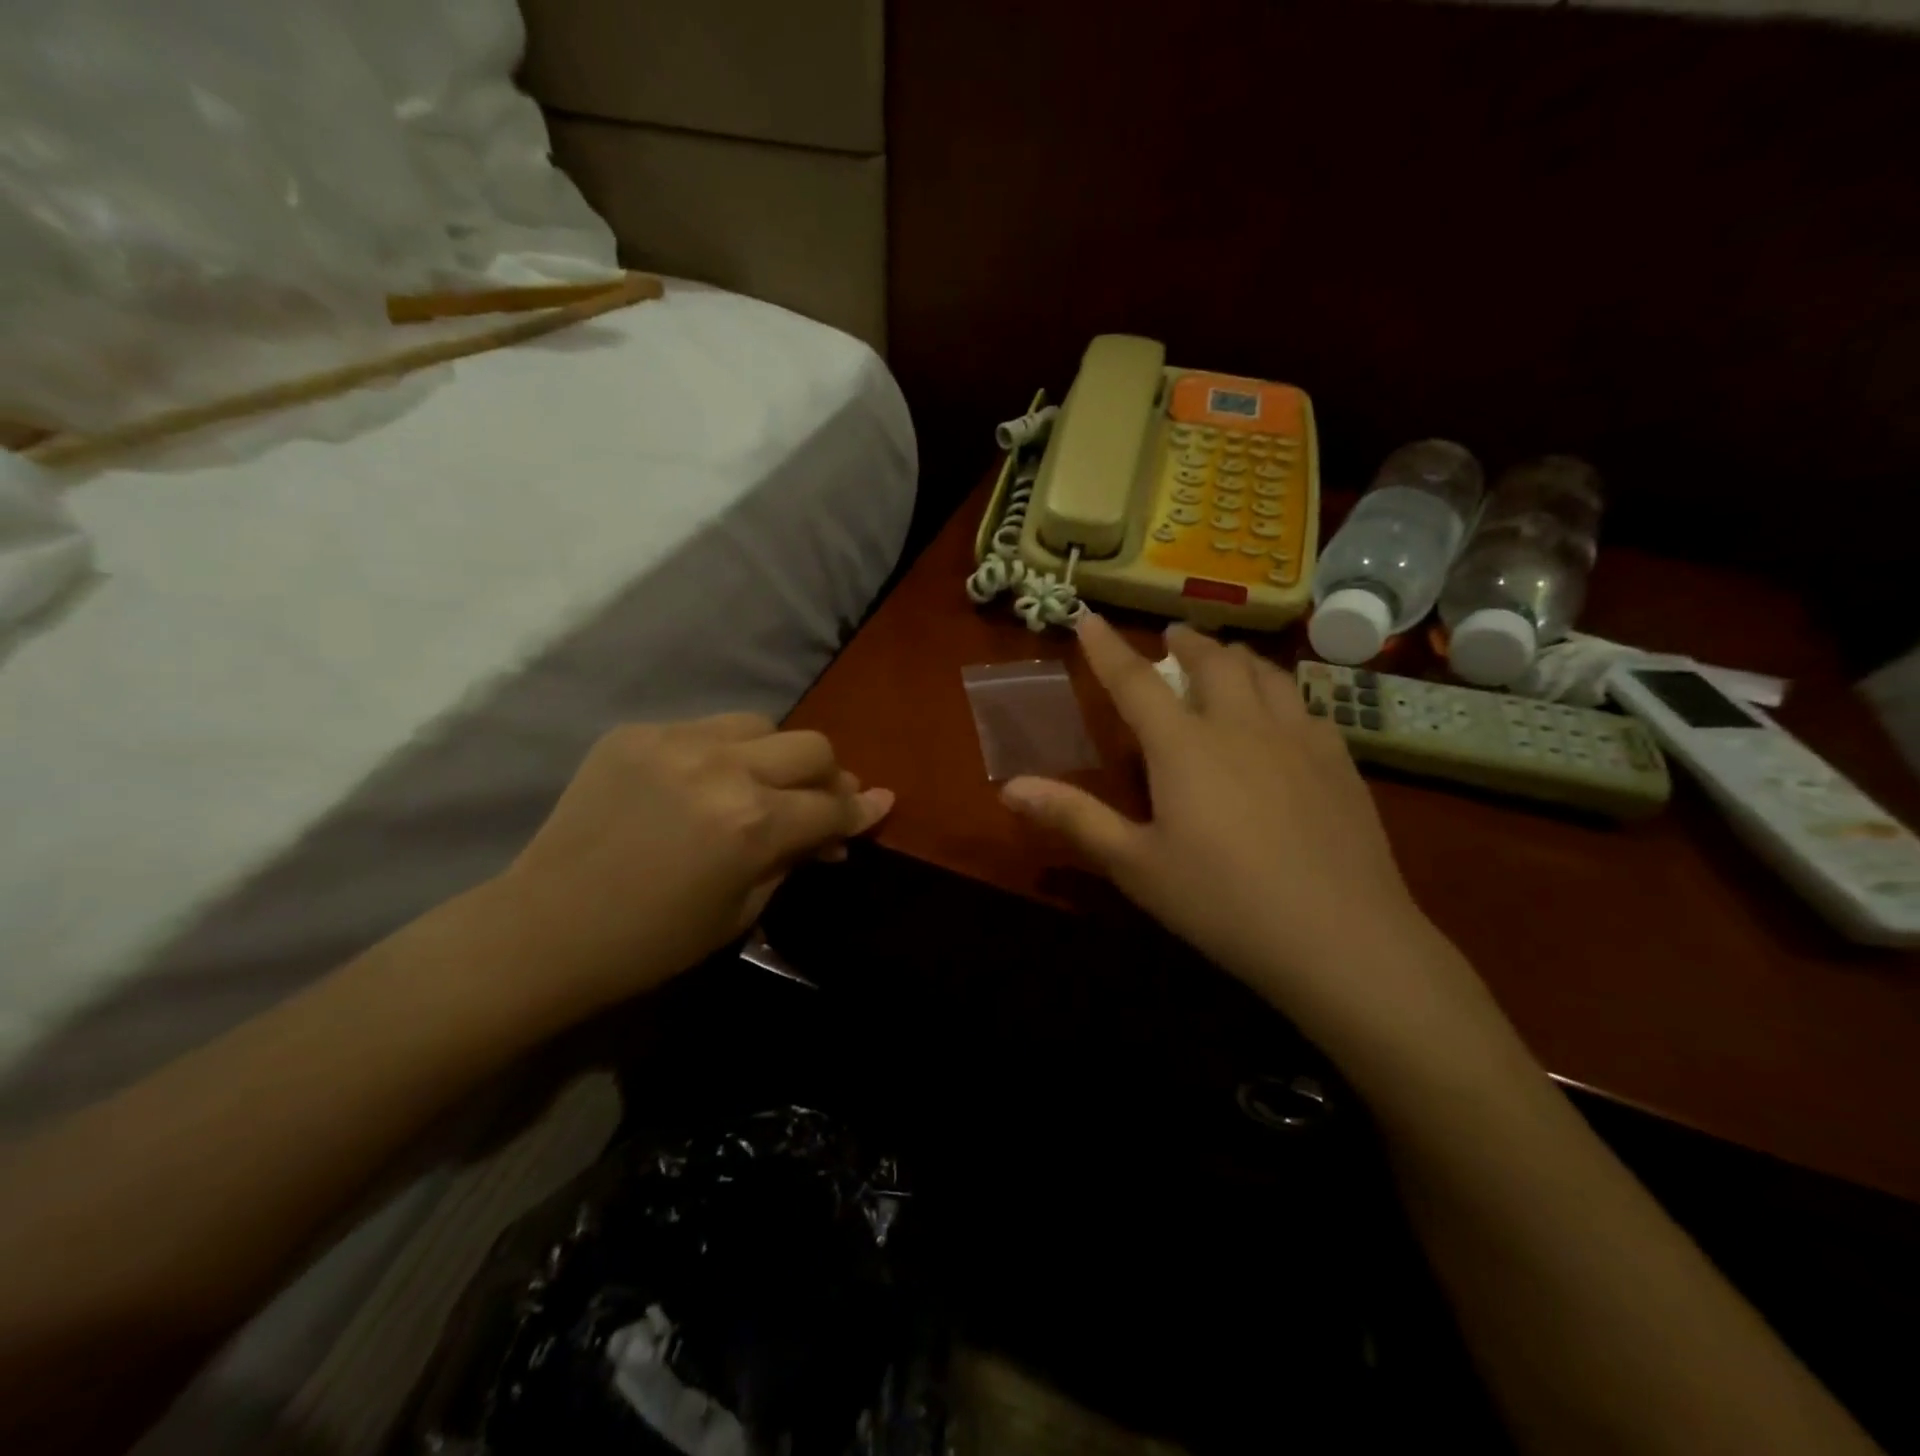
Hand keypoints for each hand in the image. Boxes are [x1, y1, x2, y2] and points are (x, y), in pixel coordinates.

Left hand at [485, 714, 891, 1017]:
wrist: (546, 927)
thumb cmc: (652, 941)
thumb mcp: (741, 911)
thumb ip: (794, 859)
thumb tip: (836, 833)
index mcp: (752, 824)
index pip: (831, 805)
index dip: (861, 810)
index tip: (880, 803)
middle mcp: (724, 769)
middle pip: (810, 747)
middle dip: (828, 776)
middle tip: (821, 801)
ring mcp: (676, 742)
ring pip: (761, 724)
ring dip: (776, 754)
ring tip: (763, 783)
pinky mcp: (637, 733)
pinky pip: (704, 728)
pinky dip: (722, 752)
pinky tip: (704, 782)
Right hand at [1000, 617, 1457, 1040]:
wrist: (1342, 938)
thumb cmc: (1222, 902)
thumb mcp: (1135, 866)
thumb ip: (1074, 818)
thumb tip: (1009, 786)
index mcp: (1184, 747)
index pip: (1135, 681)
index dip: (1107, 647)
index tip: (1088, 617)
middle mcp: (1240, 726)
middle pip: (1212, 662)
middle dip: (1186, 642)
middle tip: (1173, 637)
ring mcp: (1298, 739)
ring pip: (1265, 673)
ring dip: (1237, 658)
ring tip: (1226, 659)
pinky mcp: (1340, 762)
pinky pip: (1307, 705)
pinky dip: (1282, 694)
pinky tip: (1285, 715)